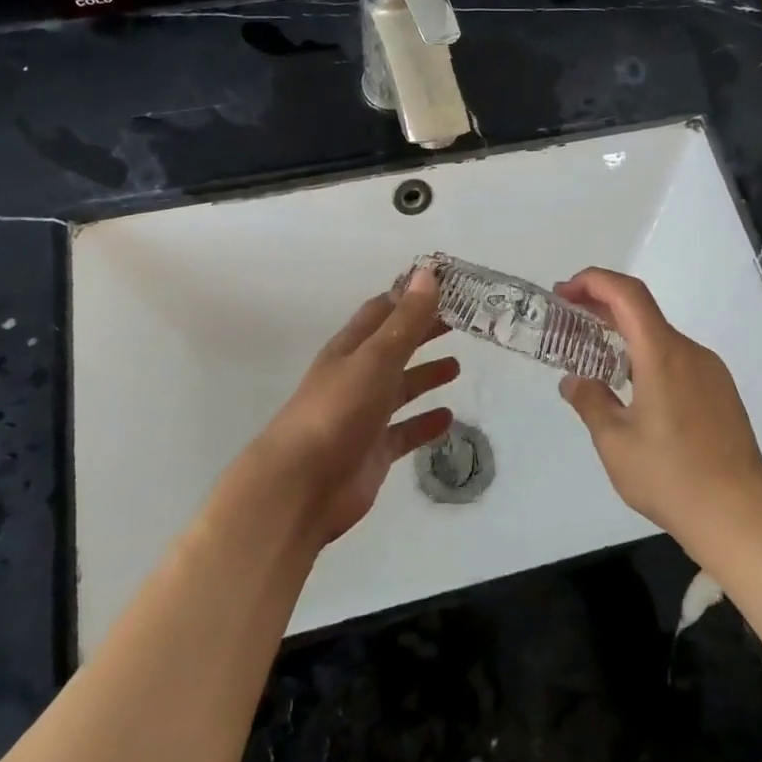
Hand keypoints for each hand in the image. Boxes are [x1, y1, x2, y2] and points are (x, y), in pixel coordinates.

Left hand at [247, 267, 458, 546]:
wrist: (300, 488)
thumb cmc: (337, 412)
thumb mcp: (376, 359)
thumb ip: (405, 321)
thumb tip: (427, 273)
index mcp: (350, 349)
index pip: (382, 311)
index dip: (410, 296)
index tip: (445, 284)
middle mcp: (356, 377)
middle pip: (394, 347)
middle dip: (423, 332)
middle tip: (462, 321)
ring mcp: (364, 416)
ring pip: (399, 388)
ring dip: (425, 375)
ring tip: (457, 366)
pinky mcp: (373, 452)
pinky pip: (404, 432)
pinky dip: (424, 423)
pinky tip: (448, 419)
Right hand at [555, 267, 761, 556]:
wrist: (738, 516)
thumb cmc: (670, 477)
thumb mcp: (615, 443)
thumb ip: (590, 402)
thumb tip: (574, 381)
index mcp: (662, 355)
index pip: (627, 294)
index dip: (594, 281)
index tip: (564, 292)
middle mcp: (690, 352)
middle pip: (643, 311)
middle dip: (603, 306)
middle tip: (568, 317)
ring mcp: (711, 372)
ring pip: (661, 337)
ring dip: (625, 335)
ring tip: (595, 357)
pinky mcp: (722, 392)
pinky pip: (678, 359)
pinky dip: (648, 356)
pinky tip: (633, 389)